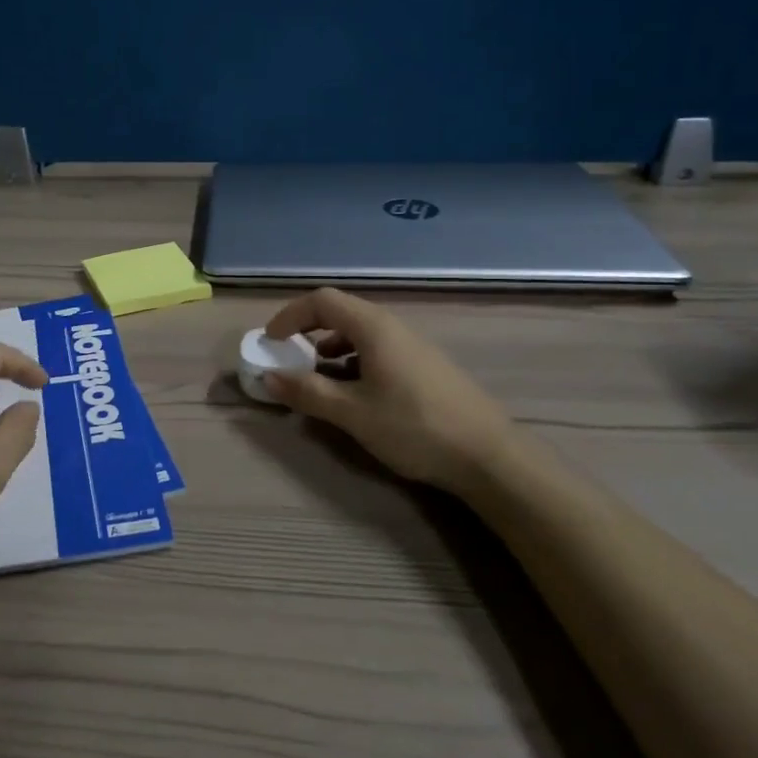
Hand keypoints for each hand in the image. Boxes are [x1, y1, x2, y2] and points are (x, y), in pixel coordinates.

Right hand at [263, 288, 518, 495]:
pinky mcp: (424, 366)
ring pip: (360, 333)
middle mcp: (393, 327)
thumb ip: (307, 392)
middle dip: (307, 330)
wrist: (489, 456)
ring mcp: (412, 346)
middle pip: (341, 312)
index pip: (322, 301)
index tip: (270, 341)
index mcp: (373, 327)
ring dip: (330, 348)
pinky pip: (377, 350)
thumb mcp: (352, 413)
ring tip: (317, 378)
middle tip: (288, 357)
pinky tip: (354, 393)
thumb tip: (269, 376)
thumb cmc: (414, 427)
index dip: (290, 315)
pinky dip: (353, 361)